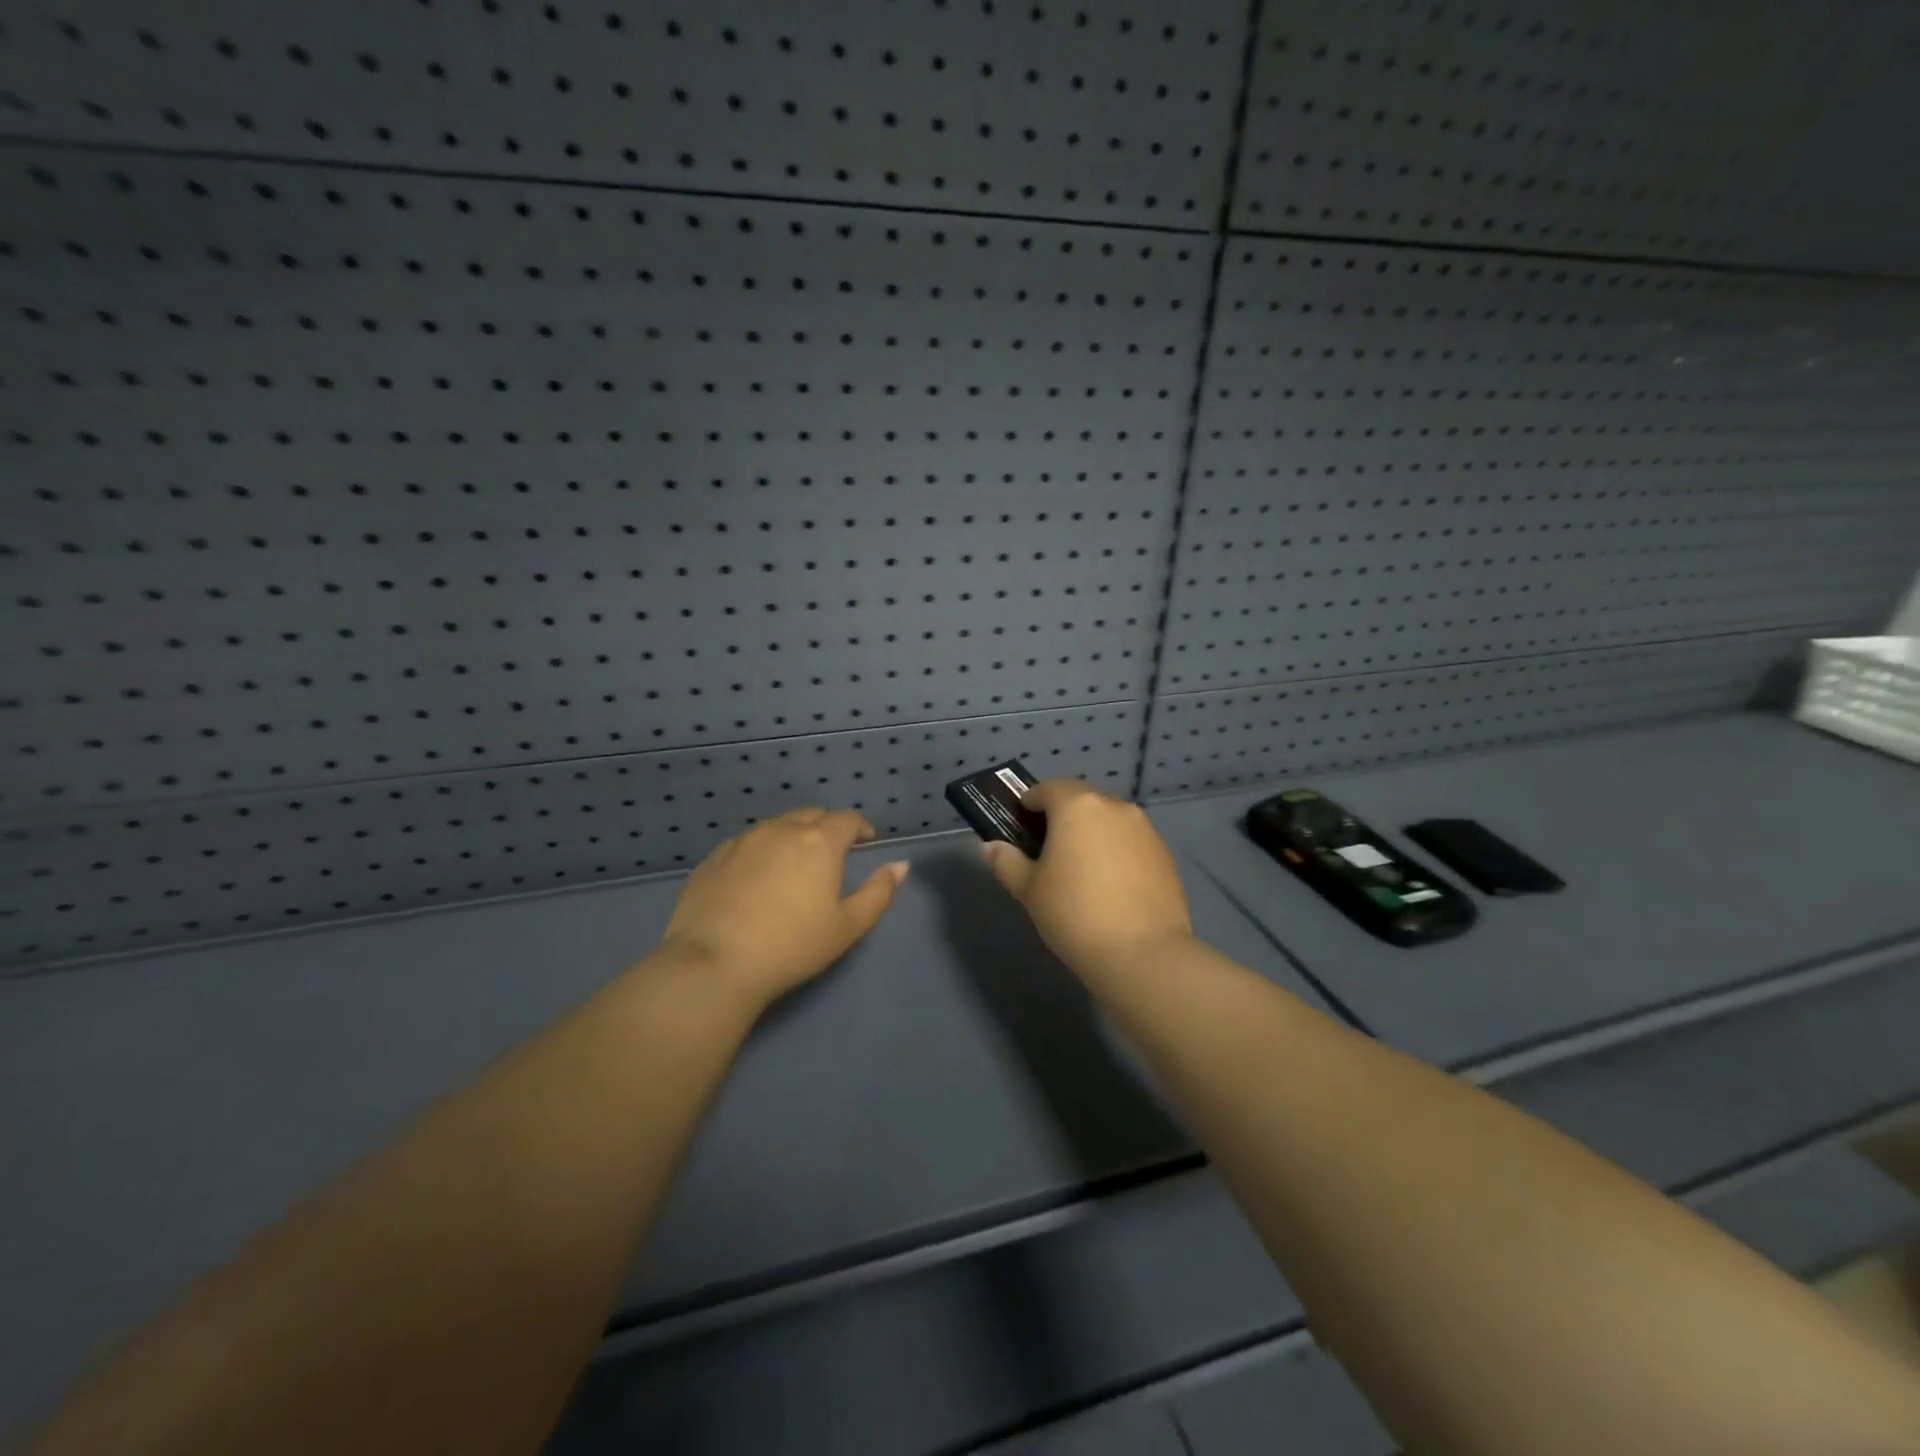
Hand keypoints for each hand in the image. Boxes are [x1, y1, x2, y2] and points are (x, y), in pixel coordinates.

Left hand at [660, 808, 908, 1009]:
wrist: (714, 964)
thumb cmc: (792, 946)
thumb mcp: (848, 926)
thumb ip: (879, 892)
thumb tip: (901, 865)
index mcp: (819, 841)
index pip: (847, 818)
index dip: (860, 827)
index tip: (865, 841)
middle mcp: (781, 829)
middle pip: (811, 815)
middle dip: (827, 828)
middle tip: (831, 854)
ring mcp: (743, 841)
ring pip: (776, 826)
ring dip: (792, 836)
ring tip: (793, 865)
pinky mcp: (714, 858)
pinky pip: (746, 843)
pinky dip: (760, 851)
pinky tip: (756, 879)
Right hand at [980, 779, 1192, 978]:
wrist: (1142, 953)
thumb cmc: (1074, 914)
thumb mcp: (1029, 890)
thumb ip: (1007, 862)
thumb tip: (991, 847)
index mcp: (1077, 806)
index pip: (1048, 788)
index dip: (1031, 802)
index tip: (1021, 823)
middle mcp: (1113, 807)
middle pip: (1081, 799)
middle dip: (1062, 815)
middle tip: (1048, 848)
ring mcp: (1144, 829)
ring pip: (1109, 819)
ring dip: (1092, 832)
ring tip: (1081, 869)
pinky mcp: (1164, 853)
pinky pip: (1131, 841)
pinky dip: (1116, 851)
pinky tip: (1111, 885)